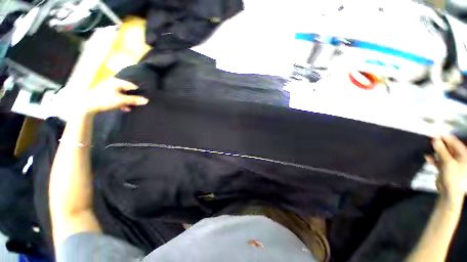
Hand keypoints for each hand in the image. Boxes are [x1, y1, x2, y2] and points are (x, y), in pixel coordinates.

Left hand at [79, 78, 148, 113]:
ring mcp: (108, 87)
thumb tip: (146, 100)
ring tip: (130, 107)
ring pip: (122, 94)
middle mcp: (113, 82)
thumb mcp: (121, 100)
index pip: (132, 86)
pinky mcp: (105, 93)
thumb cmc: (105, 100)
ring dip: (127, 101)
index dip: (138, 93)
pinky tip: (123, 108)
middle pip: (127, 90)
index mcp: (117, 82)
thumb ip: (134, 100)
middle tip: (136, 104)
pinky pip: (117, 96)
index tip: (141, 100)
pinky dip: (121, 102)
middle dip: (132, 98)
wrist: (86, 105)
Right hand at [426, 135, 466, 201]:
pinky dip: (433, 159)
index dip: (447, 138)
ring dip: (436, 151)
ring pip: (443, 154)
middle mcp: (459, 158)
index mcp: (463, 155)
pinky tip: (427, 157)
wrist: (449, 192)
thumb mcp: (448, 162)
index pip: (455, 143)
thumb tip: (435, 139)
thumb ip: (442, 150)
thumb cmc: (453, 176)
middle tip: (431, 138)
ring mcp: (452, 164)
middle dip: (440, 144)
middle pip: (449, 148)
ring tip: (428, 146)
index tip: (437, 132)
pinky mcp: (445, 169)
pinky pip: (439, 161)